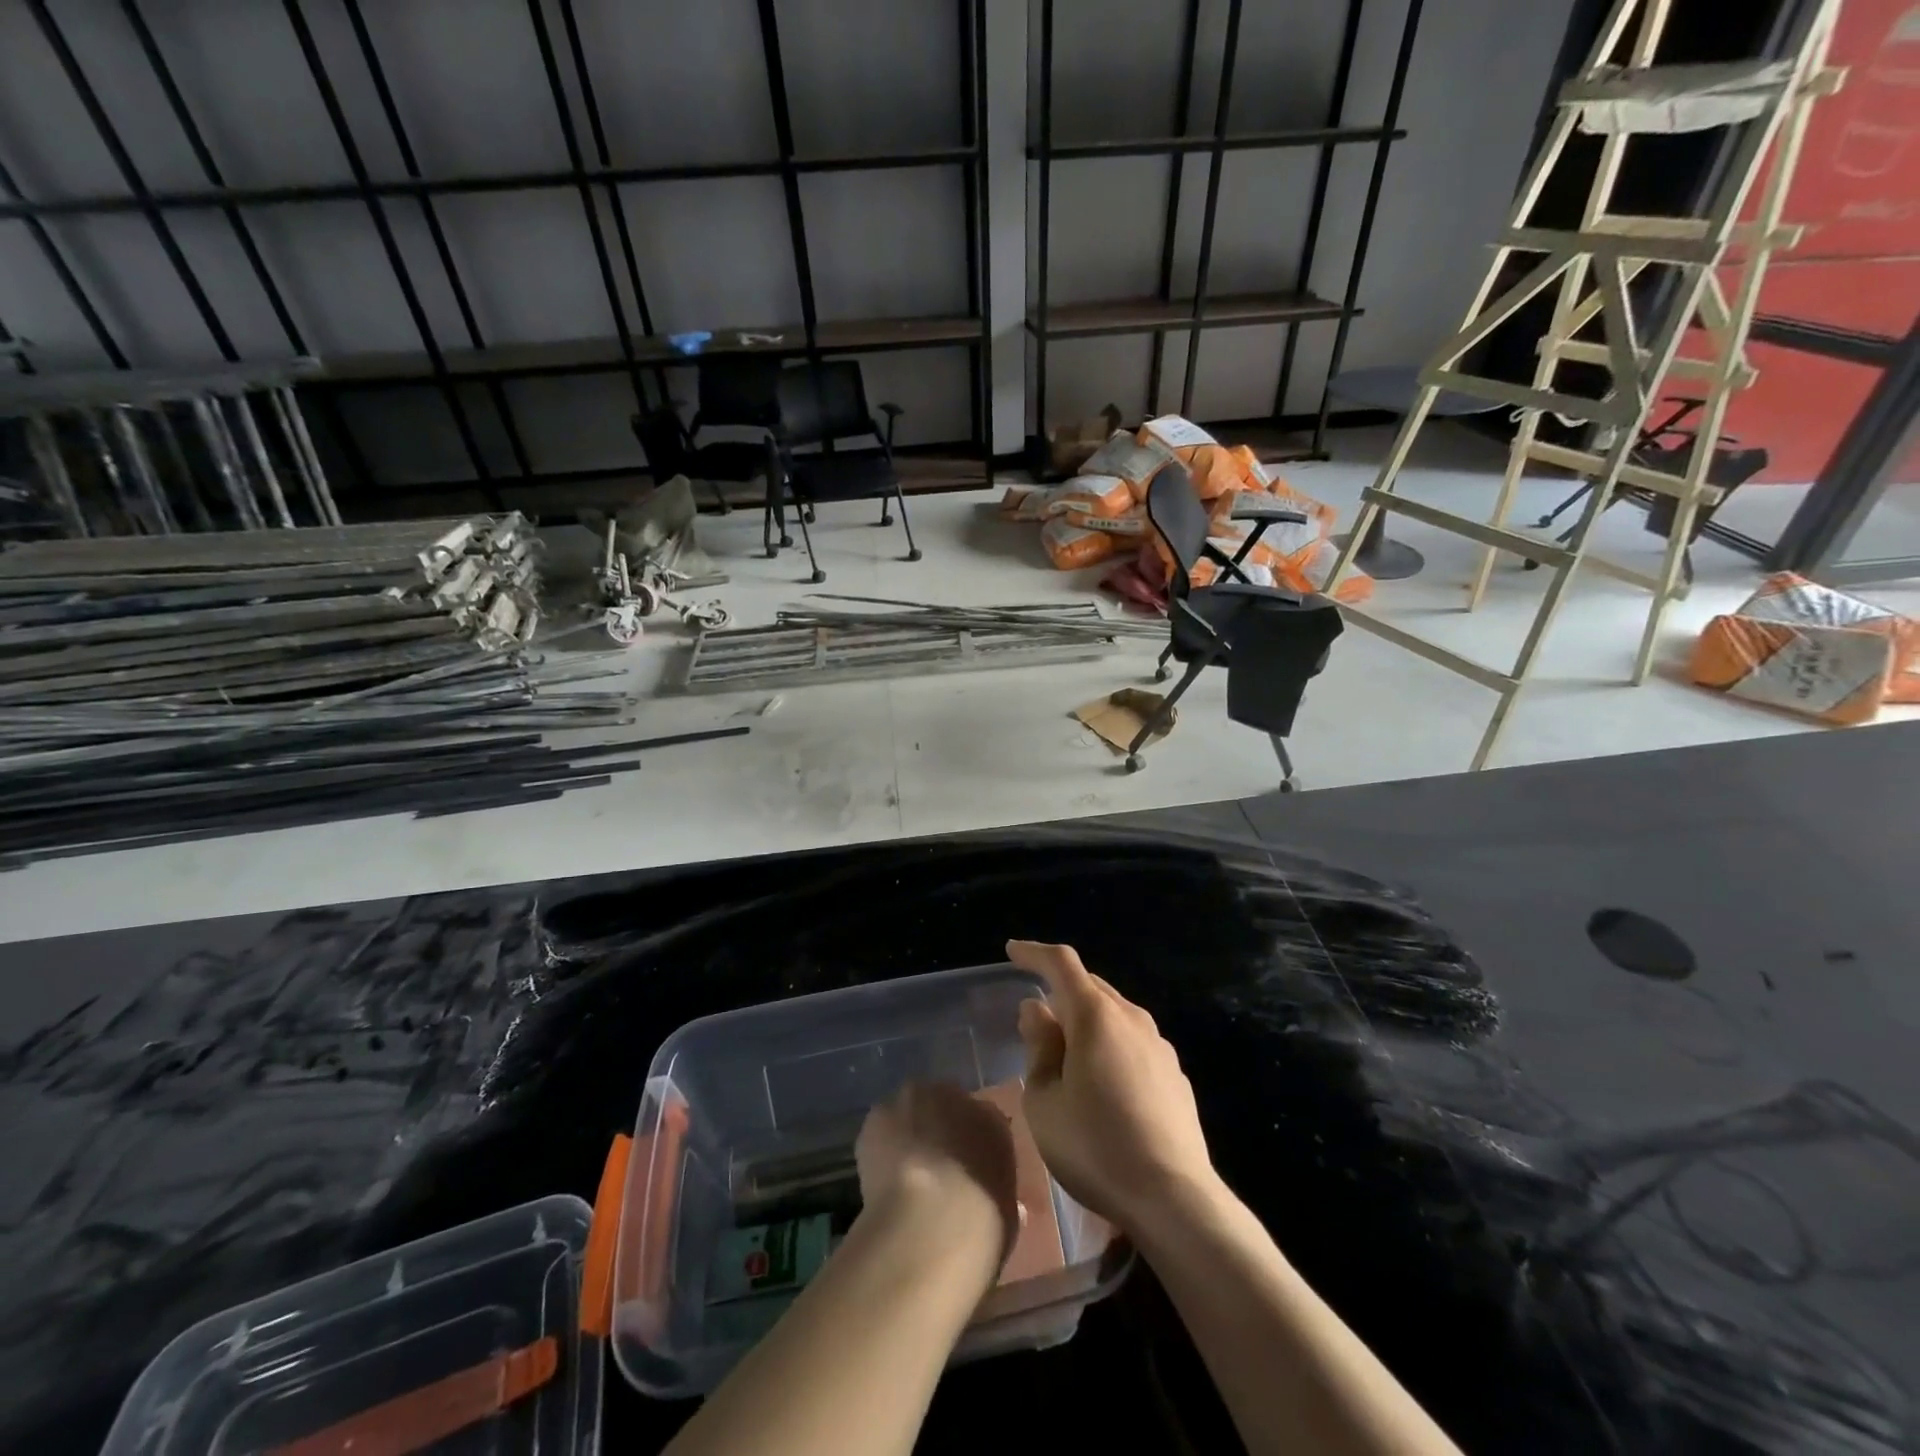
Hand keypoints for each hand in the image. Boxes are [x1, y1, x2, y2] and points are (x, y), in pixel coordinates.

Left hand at [855, 1081, 1019, 1268]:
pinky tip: (883, 1179)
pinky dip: (881, 1146)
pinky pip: (881, 1128)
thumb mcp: (1005, 1214)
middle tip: (934, 1170)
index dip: (972, 1146)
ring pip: (911, 1111)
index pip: (984, 1122)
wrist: (930, 1223)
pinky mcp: (878, 1114)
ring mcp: (915, 1099)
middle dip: (939, 1130)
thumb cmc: (980, 1226)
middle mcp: (956, 1096)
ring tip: (903, 1176)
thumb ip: (995, 1190)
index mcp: (994, 1120)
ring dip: (908, 1132)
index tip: (965, 1171)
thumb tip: (987, 1191)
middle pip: (945, 1106)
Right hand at [1008, 940, 1217, 1237]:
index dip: (1034, 953)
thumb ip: (1039, 1046)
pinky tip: (1102, 1080)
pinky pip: (1133, 1042)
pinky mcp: (1175, 1074)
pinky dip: (1110, 1044)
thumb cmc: (1096, 1147)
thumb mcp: (1045, 1101)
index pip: (1061, 964)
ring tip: (1066, 1050)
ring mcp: (1159, 1046)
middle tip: (1035, 1015)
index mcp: (1096, 1016)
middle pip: (1090, 987)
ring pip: (1114, 1014)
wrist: (1174, 1198)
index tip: (1013, 951)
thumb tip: (1037, 1009)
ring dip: (1086, 1019)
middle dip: (1060, 990)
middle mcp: (1131, 1018)